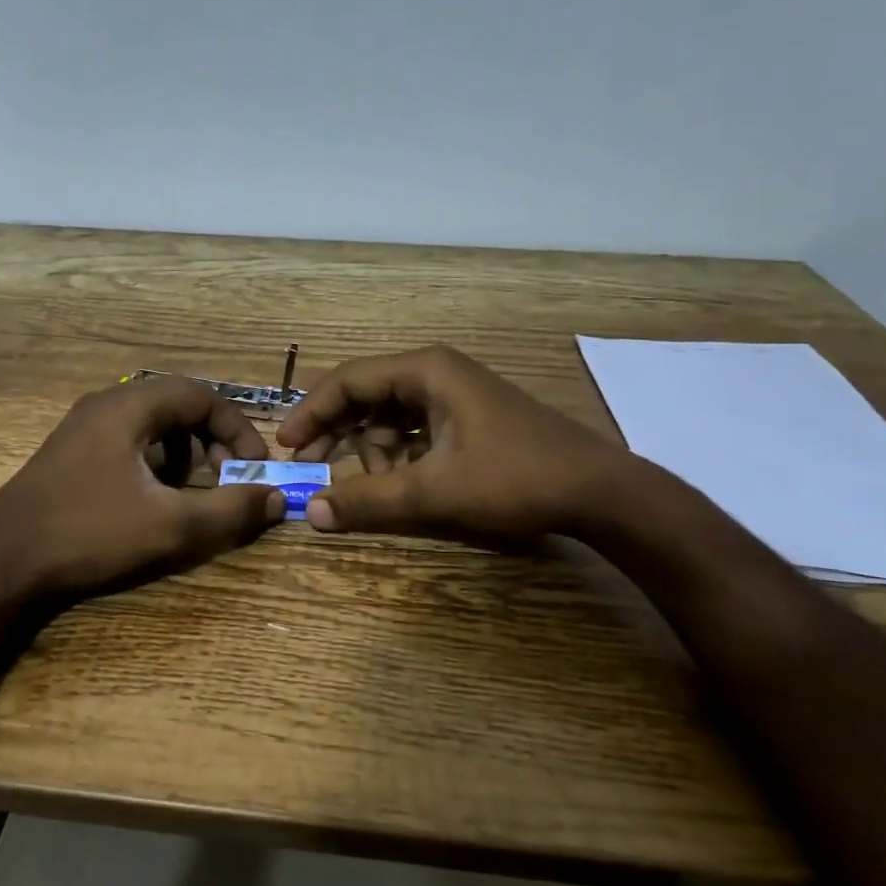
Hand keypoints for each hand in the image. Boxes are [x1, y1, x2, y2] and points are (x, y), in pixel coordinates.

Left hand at [0, 376, 286, 600]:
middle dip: (211, 440)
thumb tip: (277, 499)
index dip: (237, 428)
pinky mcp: (70, 453)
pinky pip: (127, 441)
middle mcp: (105, 405)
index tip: (254, 467)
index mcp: (129, 407)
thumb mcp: (170, 526)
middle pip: (177, 405)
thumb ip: (229, 510)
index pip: (202, 396)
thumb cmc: (88, 533)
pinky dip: (153, 461)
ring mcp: (82, 428)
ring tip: (189, 490)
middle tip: (226, 478)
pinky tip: (149, 499)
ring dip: (182, 451)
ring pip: (152, 423)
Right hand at [275, 344, 643, 542]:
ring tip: (378, 488)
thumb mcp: (435, 492)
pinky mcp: (469, 418)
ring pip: (390, 418)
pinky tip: (404, 484)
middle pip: (366, 396)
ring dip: (373, 452)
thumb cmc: (515, 478)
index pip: (348, 381)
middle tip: (309, 468)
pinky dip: (400, 456)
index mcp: (425, 371)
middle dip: (336, 433)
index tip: (285, 445)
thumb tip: (310, 514)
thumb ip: (370, 501)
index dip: (311, 412)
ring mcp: (456, 395)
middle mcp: (436, 373)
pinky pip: (415, 431)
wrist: (600, 491)